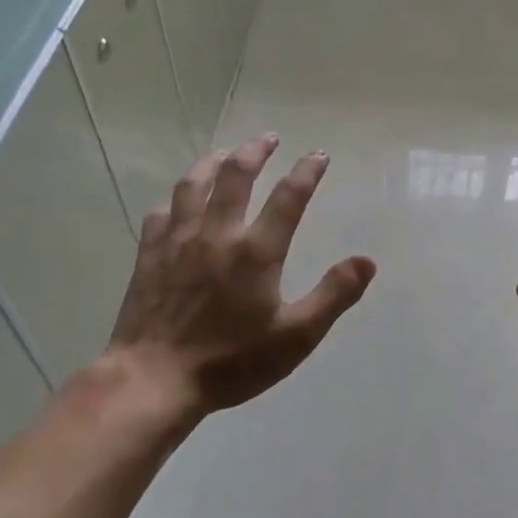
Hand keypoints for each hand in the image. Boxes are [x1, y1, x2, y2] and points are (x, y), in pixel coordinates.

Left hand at [106, 134, 375, 417]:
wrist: (155, 379)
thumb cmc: (232, 361)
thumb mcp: (297, 336)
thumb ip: (334, 295)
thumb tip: (367, 261)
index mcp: (257, 251)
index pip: (288, 197)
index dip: (307, 172)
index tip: (318, 155)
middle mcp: (217, 233)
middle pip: (235, 176)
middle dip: (255, 152)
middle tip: (268, 139)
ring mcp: (178, 242)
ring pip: (193, 185)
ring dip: (212, 163)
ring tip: (225, 154)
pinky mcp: (149, 256)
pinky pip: (162, 214)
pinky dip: (176, 199)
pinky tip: (179, 202)